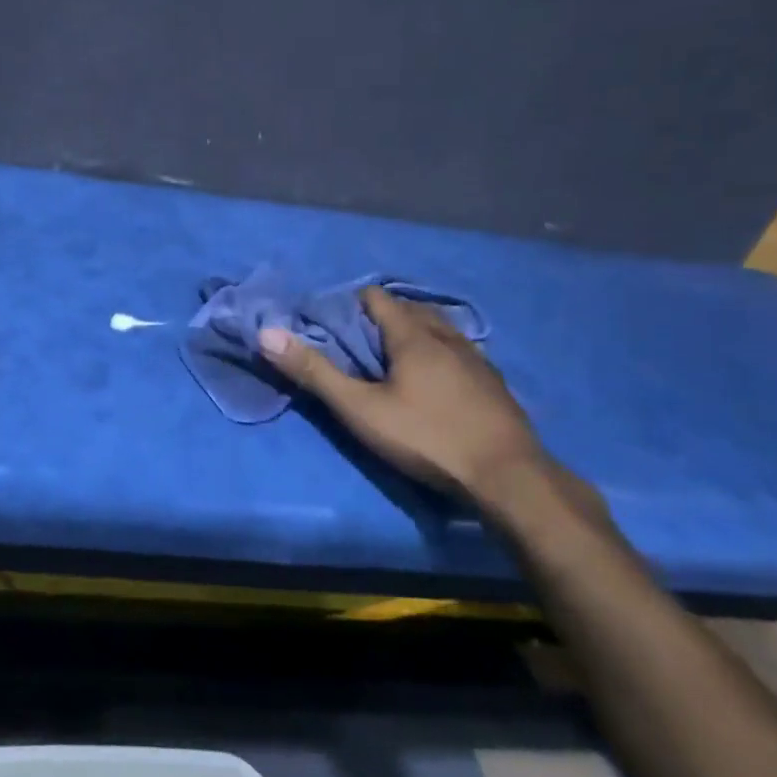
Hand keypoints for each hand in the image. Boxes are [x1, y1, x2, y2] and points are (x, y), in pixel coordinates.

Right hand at [258, 287, 595, 526]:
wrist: (508, 478)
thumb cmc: (427, 438)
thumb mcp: (360, 409)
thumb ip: (314, 372)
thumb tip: (268, 333)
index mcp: (413, 335)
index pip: (376, 299)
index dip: (350, 304)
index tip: (331, 324)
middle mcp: (448, 336)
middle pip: (409, 310)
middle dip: (381, 318)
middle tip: (357, 343)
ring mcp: (477, 359)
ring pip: (439, 330)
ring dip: (414, 333)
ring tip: (393, 358)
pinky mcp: (494, 384)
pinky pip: (459, 352)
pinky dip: (439, 354)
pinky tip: (436, 381)